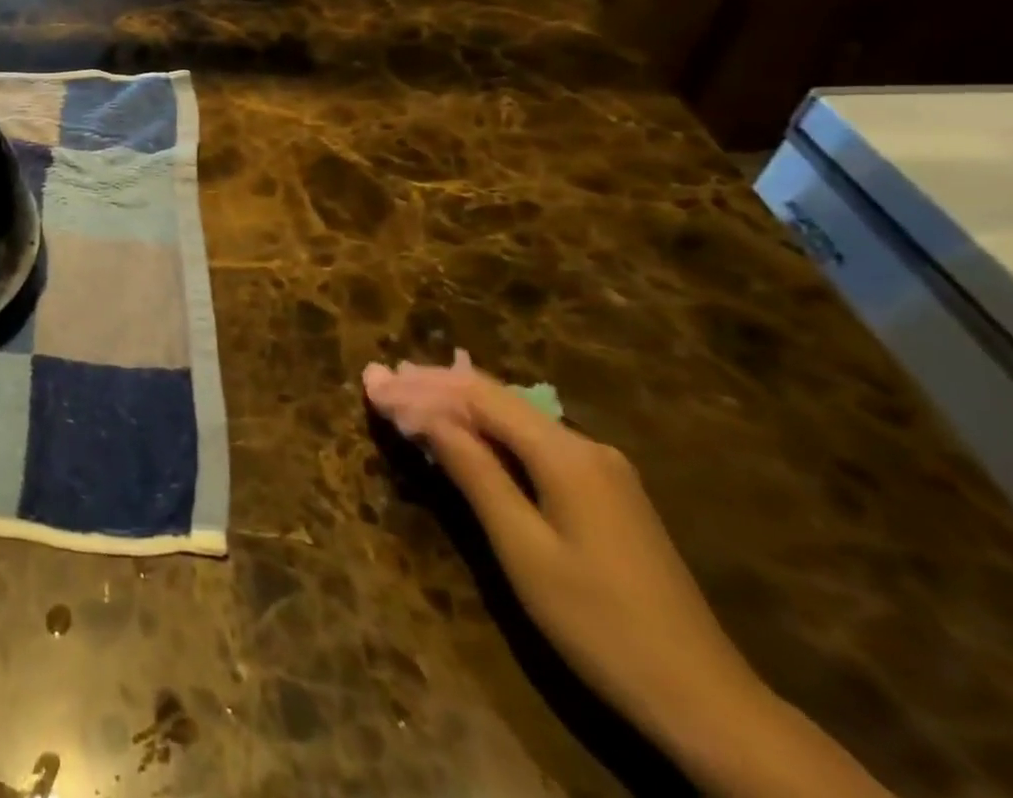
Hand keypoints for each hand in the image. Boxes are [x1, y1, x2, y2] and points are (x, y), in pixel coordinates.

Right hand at [371, 369, 891, 796]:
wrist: (706, 702)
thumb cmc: (599, 623)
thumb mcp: (522, 548)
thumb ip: (474, 472)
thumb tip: (426, 414)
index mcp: (566, 453)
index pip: (477, 397)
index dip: (421, 387)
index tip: (372, 385)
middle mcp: (585, 445)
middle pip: (496, 399)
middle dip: (433, 386)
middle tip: (379, 377)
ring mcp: (601, 469)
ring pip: (514, 419)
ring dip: (457, 405)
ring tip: (406, 390)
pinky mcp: (605, 493)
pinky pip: (532, 443)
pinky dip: (487, 432)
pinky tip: (461, 430)